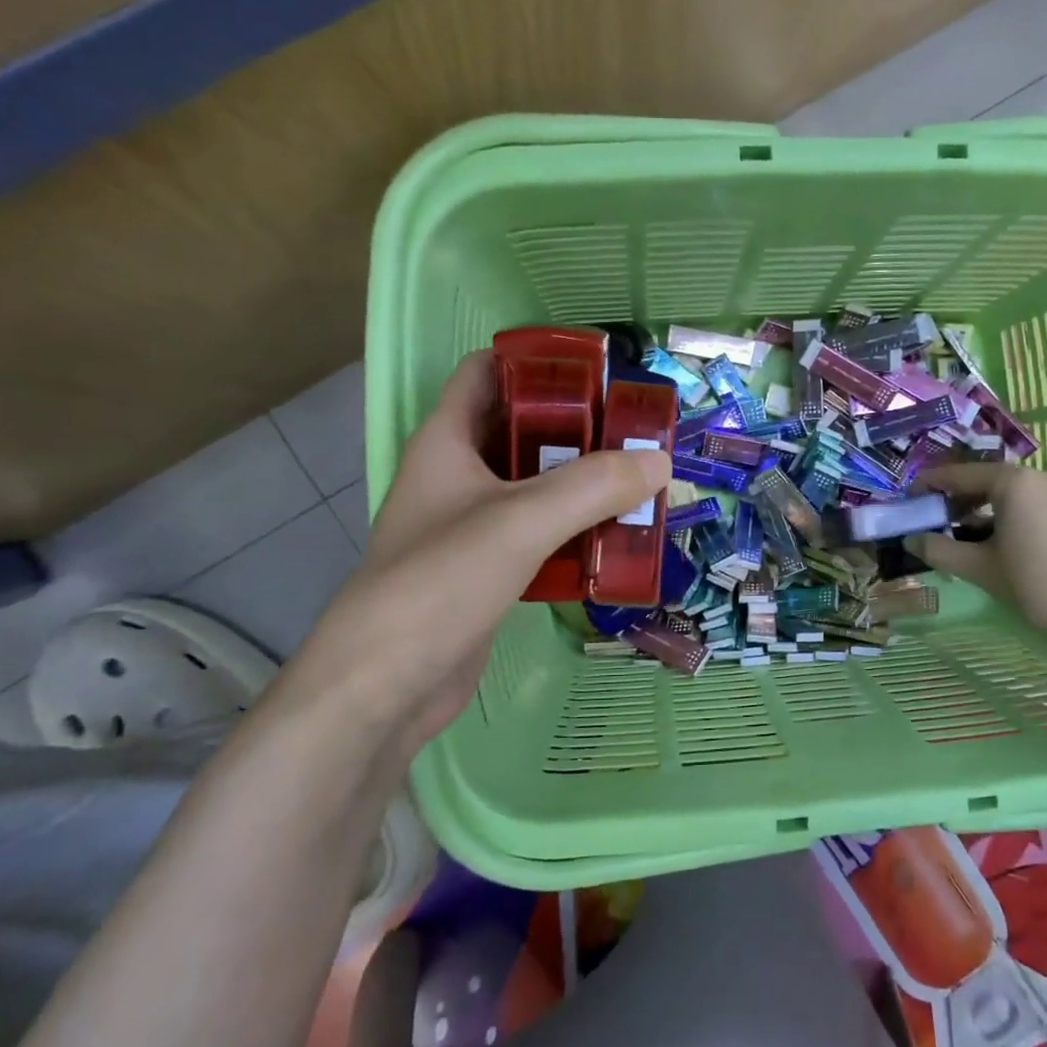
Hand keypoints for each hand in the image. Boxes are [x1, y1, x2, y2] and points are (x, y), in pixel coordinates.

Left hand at [271, 352, 669, 751]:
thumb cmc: (440, 582)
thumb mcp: (521, 522)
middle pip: (523, 430)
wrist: (386, 685)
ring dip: (584, 483)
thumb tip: (659, 460)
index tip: (600, 367)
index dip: (538, 361)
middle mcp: (458, 476)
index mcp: (448, 442)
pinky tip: (618, 537)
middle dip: (579, 427)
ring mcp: (472, 525)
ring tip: (642, 479)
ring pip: (537, 486)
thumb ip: (593, 487)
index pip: (488, 373)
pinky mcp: (489, 569)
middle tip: (639, 431)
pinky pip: (541, 534)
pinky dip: (577, 530)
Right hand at [906, 463, 1046, 648]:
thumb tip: (911, 540)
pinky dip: (1005, 515)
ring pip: (1009, 493)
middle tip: (931, 520)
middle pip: (986, 479)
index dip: (930, 485)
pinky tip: (992, 541)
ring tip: (958, 534)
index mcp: (1013, 482)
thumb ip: (941, 550)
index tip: (908, 499)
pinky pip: (1029, 503)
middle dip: (956, 498)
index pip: (959, 474)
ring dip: (980, 508)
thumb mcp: (980, 568)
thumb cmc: (1036, 583)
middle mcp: (1039, 477)